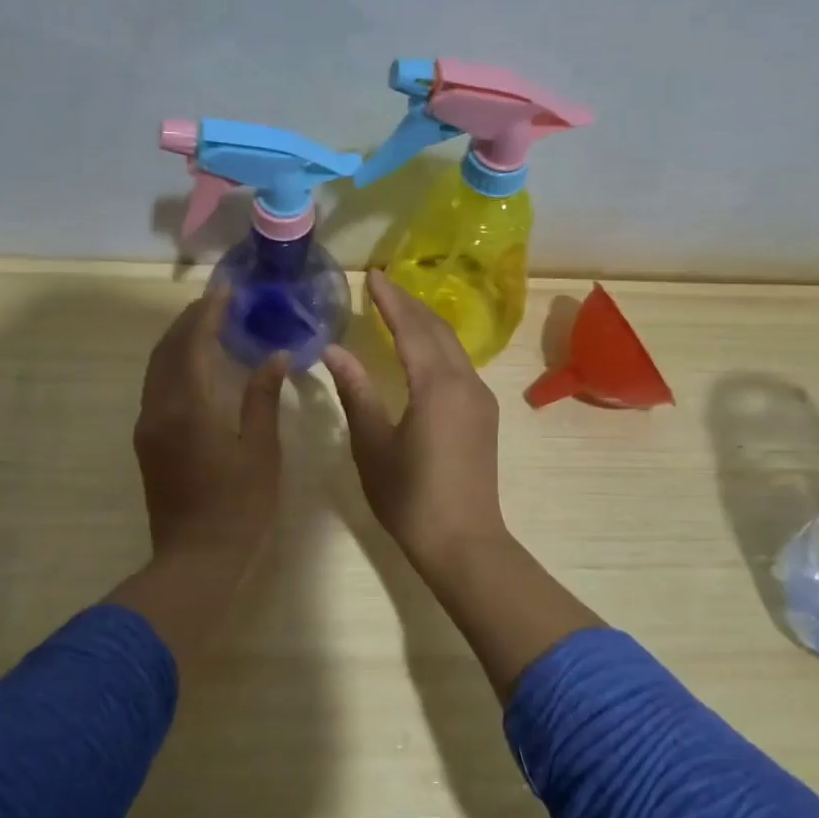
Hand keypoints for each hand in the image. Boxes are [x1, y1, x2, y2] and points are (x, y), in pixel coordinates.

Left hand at [133, 290, 286, 569]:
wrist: (196, 559)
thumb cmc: (239, 506)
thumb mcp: (261, 451)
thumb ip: (263, 398)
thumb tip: (275, 356)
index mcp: (189, 407)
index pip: (193, 343)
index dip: (208, 313)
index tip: (226, 291)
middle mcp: (159, 408)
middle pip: (168, 350)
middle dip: (190, 321)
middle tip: (217, 302)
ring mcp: (148, 426)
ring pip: (157, 368)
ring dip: (178, 341)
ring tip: (206, 325)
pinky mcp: (147, 442)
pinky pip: (155, 386)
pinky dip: (173, 364)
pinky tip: (195, 365)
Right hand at [323, 271, 510, 576]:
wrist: (464, 542)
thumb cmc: (410, 497)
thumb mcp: (373, 444)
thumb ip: (356, 392)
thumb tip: (334, 350)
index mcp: (436, 385)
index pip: (411, 327)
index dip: (390, 300)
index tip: (372, 276)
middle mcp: (465, 382)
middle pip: (437, 329)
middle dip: (409, 304)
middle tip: (382, 286)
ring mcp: (480, 398)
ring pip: (452, 346)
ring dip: (425, 323)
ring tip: (398, 310)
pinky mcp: (484, 414)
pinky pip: (459, 365)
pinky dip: (437, 346)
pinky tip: (421, 350)